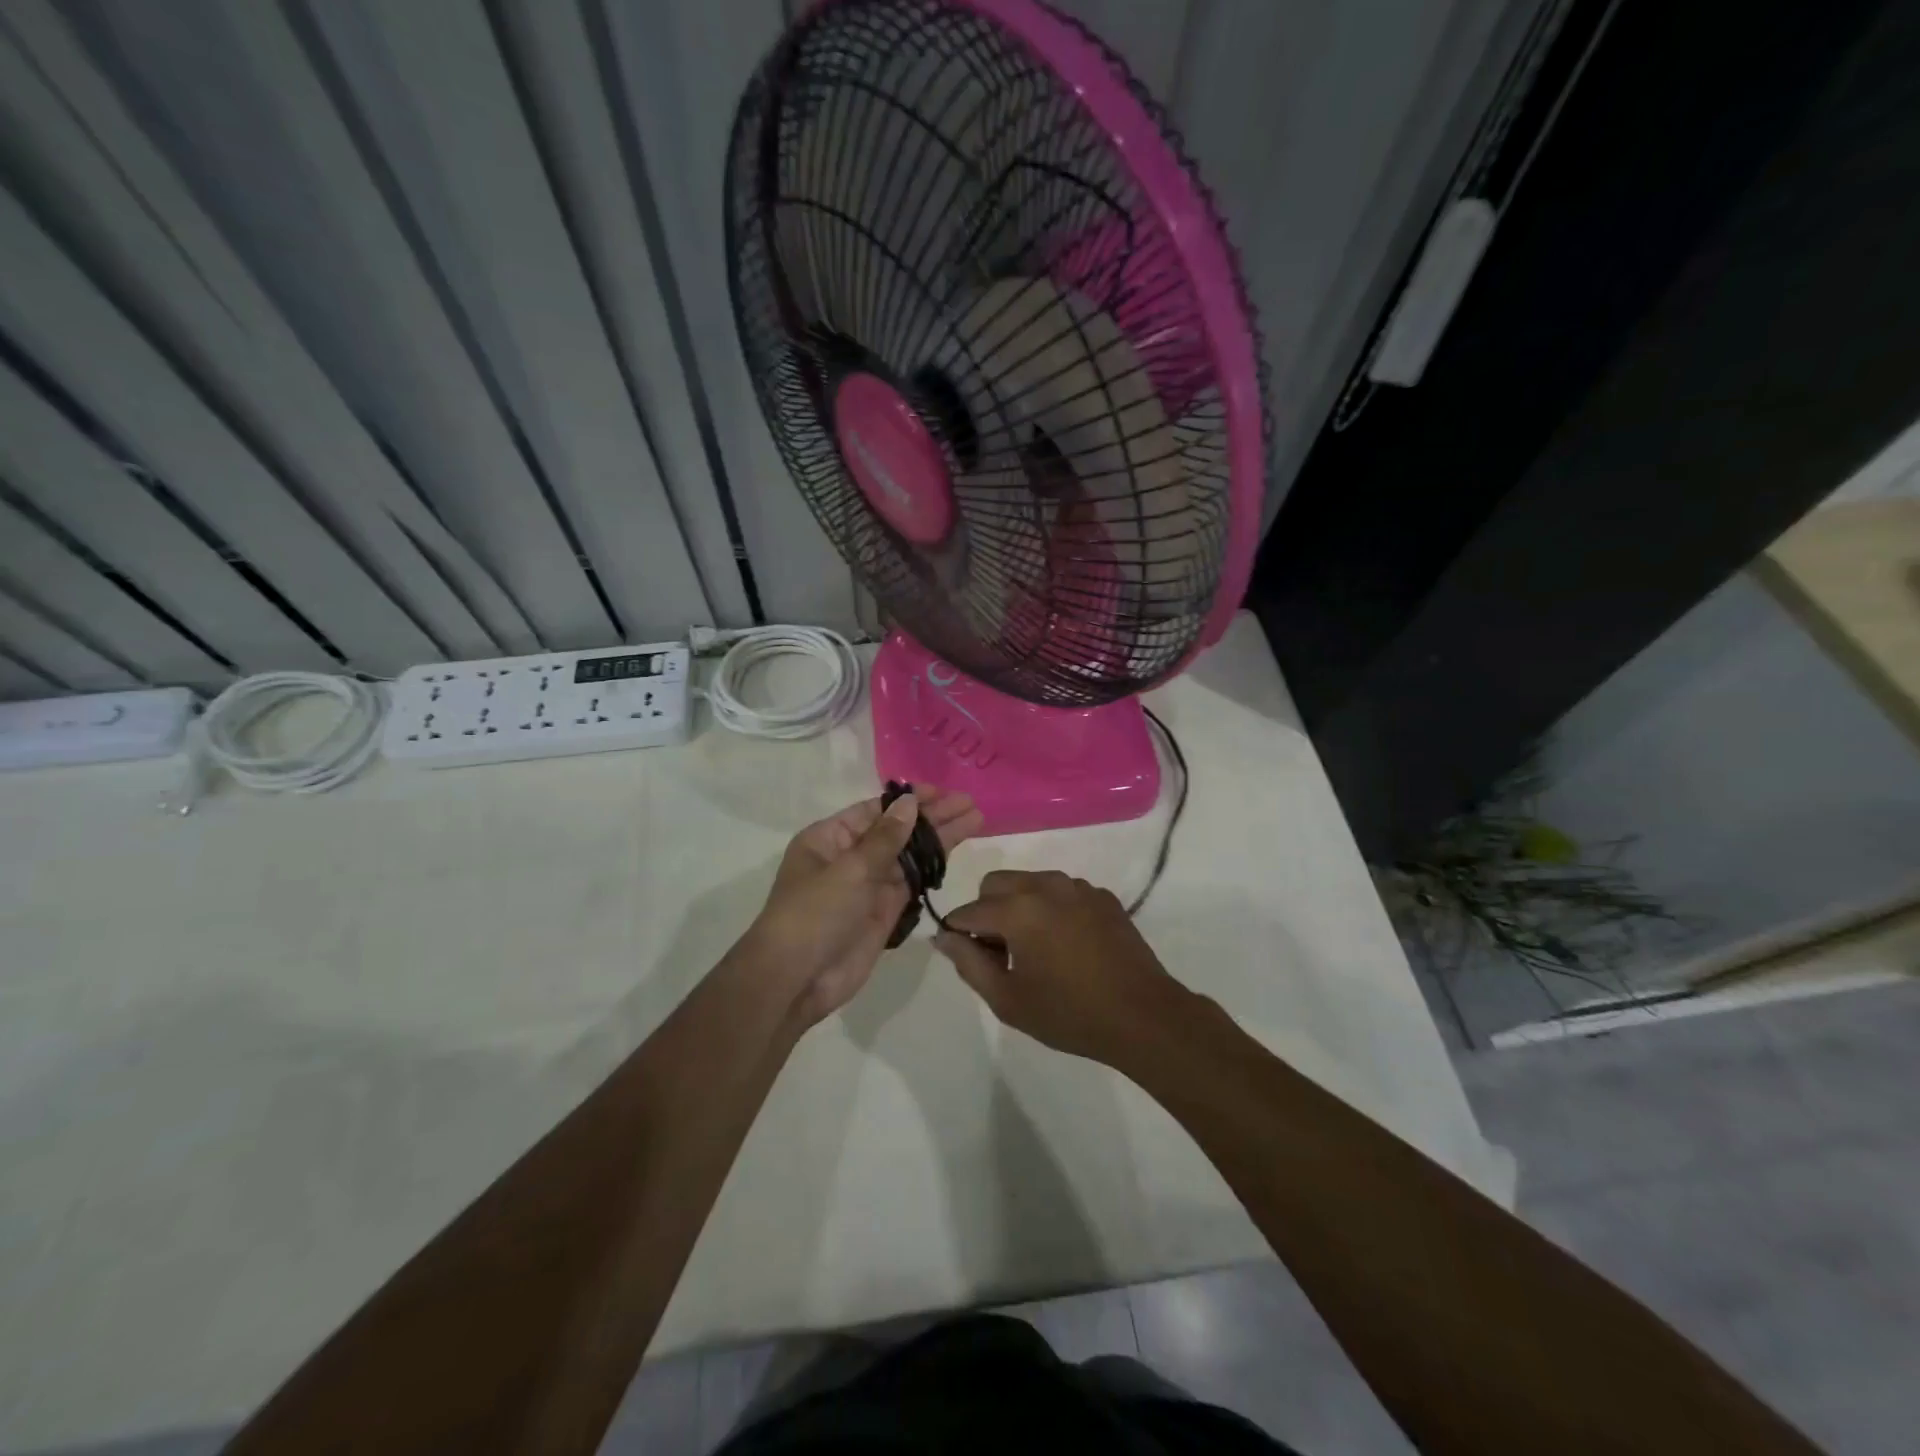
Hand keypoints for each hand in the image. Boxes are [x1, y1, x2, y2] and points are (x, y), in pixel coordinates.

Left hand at [751, 787, 982, 1026]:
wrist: (797, 979)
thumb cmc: (815, 913)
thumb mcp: (849, 869)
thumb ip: (886, 838)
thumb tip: (909, 803)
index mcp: (828, 838)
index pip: (874, 810)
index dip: (909, 800)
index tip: (942, 792)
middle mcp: (848, 857)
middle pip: (896, 830)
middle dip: (932, 817)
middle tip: (969, 803)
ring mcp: (868, 885)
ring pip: (908, 855)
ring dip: (939, 839)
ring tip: (976, 820)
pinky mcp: (884, 911)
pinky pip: (911, 882)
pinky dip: (932, 867)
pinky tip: (955, 851)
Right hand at [933, 870, 1193, 1065]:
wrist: (1143, 1015)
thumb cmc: (1069, 1013)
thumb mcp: (1008, 1000)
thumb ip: (968, 963)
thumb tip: (944, 936)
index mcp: (1017, 909)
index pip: (968, 912)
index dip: (958, 935)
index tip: (968, 959)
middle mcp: (1045, 885)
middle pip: (995, 884)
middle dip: (986, 912)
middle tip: (1001, 953)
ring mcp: (1077, 887)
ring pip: (1029, 883)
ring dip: (1019, 907)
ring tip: (1035, 950)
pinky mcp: (1102, 895)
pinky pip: (1061, 891)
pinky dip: (1051, 909)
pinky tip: (1067, 945)